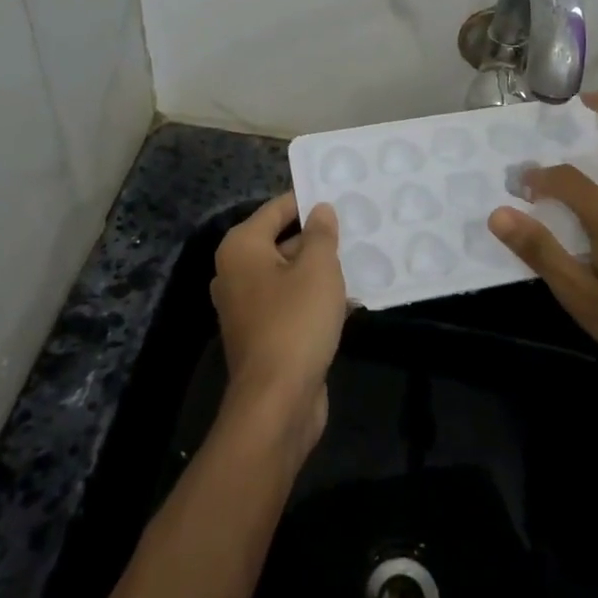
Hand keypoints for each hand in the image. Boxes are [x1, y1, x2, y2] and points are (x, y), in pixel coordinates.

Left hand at [212, 193, 346, 451]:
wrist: (277, 403)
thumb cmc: (295, 322)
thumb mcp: (318, 269)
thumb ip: (321, 233)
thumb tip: (320, 209)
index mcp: (242, 248)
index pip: (277, 208)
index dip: (309, 200)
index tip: (341, 195)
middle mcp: (236, 272)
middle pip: (282, 239)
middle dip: (318, 236)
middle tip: (358, 225)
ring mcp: (247, 306)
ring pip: (289, 273)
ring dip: (321, 268)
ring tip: (361, 257)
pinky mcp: (263, 333)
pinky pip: (291, 302)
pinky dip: (316, 297)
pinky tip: (352, 297)